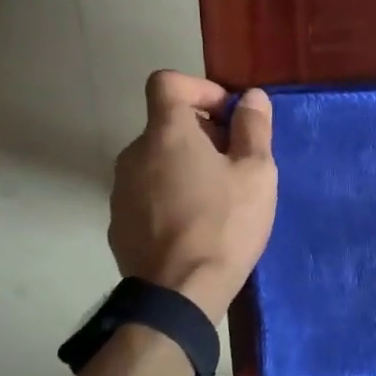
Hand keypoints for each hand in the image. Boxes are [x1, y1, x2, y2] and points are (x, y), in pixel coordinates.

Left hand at [109, 71, 277, 321]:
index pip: (167, 83)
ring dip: (186, 168)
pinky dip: (170, 197)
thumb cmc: (225, 225)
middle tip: (236, 165)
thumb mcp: (256, 174)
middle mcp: (134, 153)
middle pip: (166, 126)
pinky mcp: (118, 223)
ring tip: (218, 201)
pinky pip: (147, 195)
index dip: (200, 88)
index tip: (228, 116)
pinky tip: (194, 228)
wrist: (179, 293)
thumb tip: (252, 97)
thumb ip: (253, 128)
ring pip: (157, 162)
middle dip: (202, 135)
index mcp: (166, 133)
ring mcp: (120, 190)